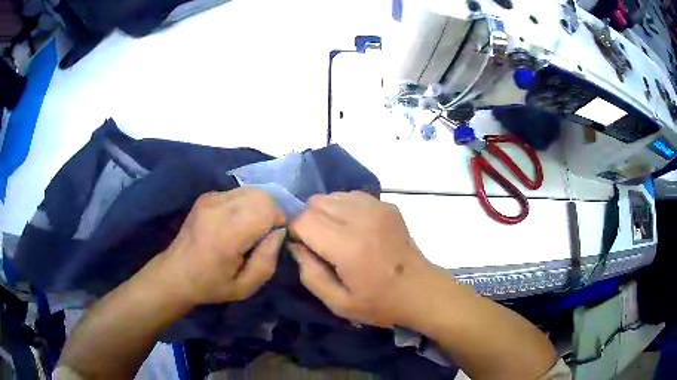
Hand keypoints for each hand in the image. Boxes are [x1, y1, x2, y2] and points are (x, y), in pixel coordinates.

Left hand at [162, 188, 285, 305]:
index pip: (267, 208)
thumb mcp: (245, 287)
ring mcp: (210, 198)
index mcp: (227, 234)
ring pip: (252, 190)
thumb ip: (267, 261)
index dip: (278, 221)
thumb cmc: (211, 285)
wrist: (175, 273)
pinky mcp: (207, 196)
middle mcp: (218, 208)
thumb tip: (279, 232)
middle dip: (271, 212)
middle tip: (264, 235)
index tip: (272, 240)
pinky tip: (236, 223)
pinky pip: (239, 193)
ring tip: (250, 229)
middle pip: (261, 195)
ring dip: (259, 207)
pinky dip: (246, 204)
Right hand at [288, 191, 443, 327]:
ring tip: (336, 236)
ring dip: (325, 212)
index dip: (295, 232)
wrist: (421, 291)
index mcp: (349, 247)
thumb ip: (310, 274)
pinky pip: (351, 196)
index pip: (303, 220)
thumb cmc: (380, 303)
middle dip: (308, 220)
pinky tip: (353, 228)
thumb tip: (294, 245)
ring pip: (332, 195)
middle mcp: (362, 219)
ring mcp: (378, 208)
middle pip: (315, 202)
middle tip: (318, 244)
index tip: (302, 247)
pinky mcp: (387, 205)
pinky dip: (343, 208)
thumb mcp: (338, 304)